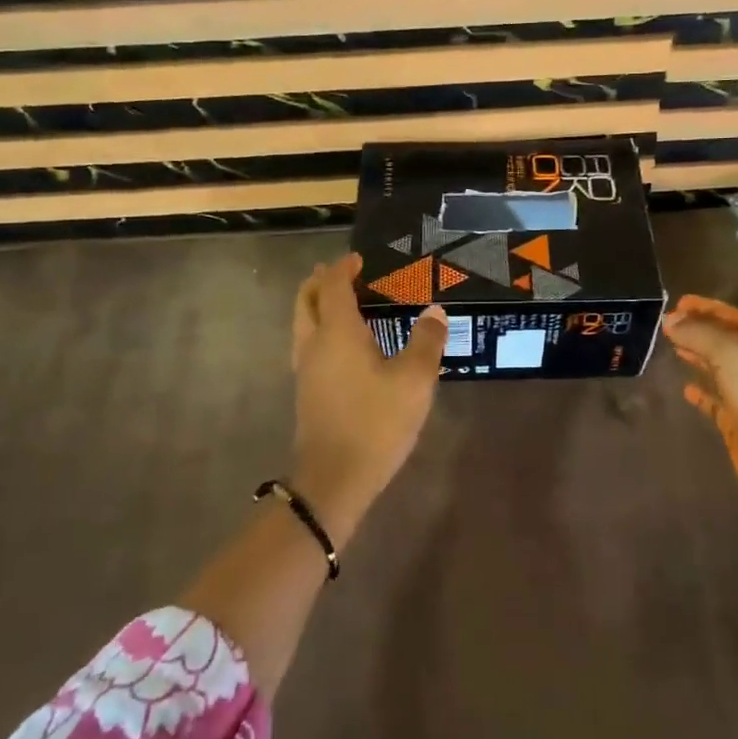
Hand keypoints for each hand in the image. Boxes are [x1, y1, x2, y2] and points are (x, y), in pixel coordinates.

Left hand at [289, 252, 446, 542]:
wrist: (334, 478)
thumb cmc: (375, 422)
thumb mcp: (414, 381)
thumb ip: (426, 341)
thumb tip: (434, 312)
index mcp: (337, 332)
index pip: (334, 286)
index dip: (344, 268)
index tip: (359, 260)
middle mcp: (313, 344)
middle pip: (306, 300)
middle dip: (321, 281)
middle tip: (343, 274)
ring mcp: (305, 369)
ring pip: (303, 323)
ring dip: (318, 305)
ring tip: (345, 304)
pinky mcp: (306, 391)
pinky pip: (308, 344)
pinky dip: (321, 329)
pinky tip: (345, 346)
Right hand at [662, 294, 737, 510]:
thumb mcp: (733, 354)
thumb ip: (700, 334)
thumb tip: (670, 318)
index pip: (728, 315)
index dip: (702, 308)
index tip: (674, 303)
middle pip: (722, 340)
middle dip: (697, 330)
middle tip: (665, 324)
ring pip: (718, 368)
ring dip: (697, 358)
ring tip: (672, 348)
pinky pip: (715, 402)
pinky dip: (701, 394)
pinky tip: (686, 389)